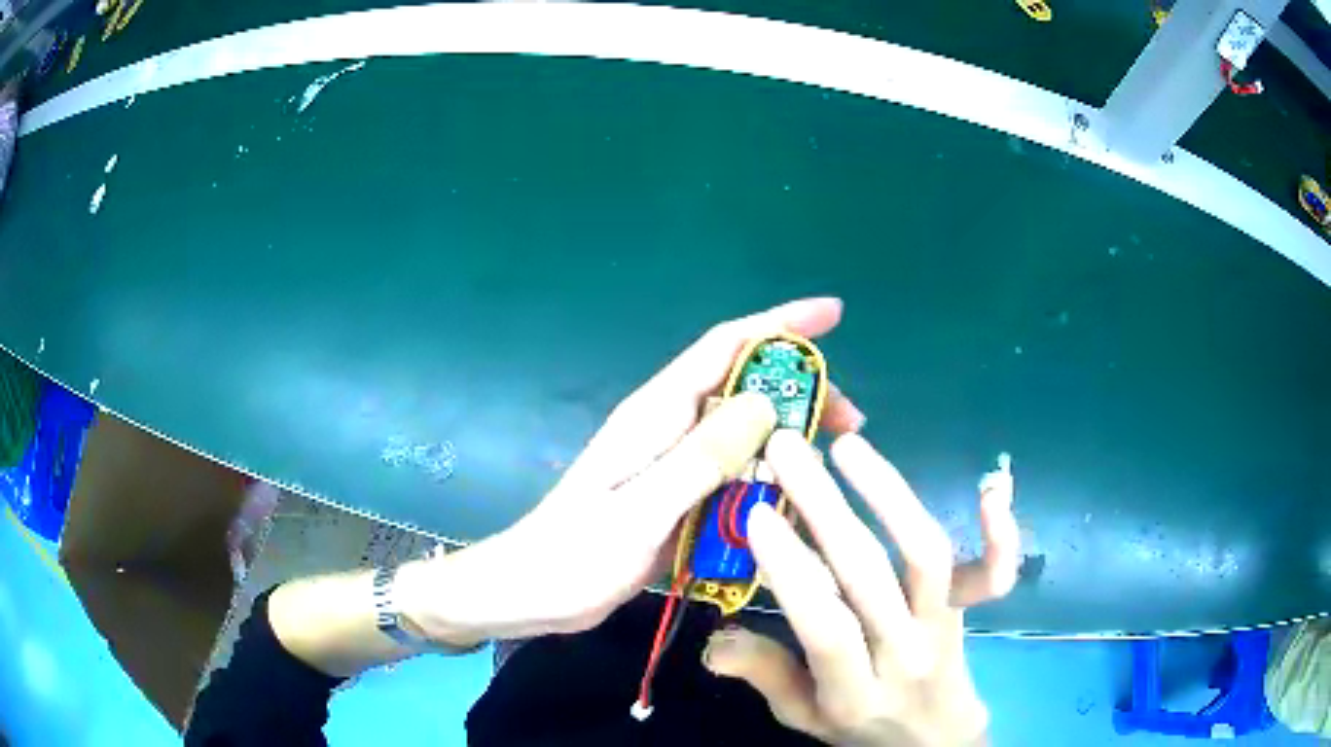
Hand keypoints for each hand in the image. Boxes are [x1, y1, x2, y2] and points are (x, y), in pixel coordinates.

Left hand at [397, 299, 865, 645]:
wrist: (532, 592)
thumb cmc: (575, 554)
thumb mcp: (640, 511)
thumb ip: (699, 459)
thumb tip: (766, 402)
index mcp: (656, 414)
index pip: (726, 346)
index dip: (781, 324)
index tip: (834, 315)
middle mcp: (668, 427)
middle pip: (745, 388)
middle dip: (801, 392)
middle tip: (851, 423)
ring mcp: (672, 463)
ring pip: (744, 433)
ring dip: (790, 439)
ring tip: (833, 462)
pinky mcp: (674, 495)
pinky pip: (733, 473)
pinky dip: (767, 477)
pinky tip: (793, 501)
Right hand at [702, 430, 1019, 746]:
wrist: (933, 738)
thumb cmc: (860, 725)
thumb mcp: (802, 715)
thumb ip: (765, 676)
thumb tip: (713, 641)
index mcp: (852, 693)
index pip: (826, 629)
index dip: (794, 571)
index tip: (757, 513)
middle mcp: (903, 654)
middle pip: (870, 577)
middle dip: (824, 507)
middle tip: (787, 449)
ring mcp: (943, 626)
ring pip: (925, 556)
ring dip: (889, 494)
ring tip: (849, 446)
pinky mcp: (969, 608)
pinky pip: (994, 576)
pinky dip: (1000, 536)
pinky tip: (992, 488)